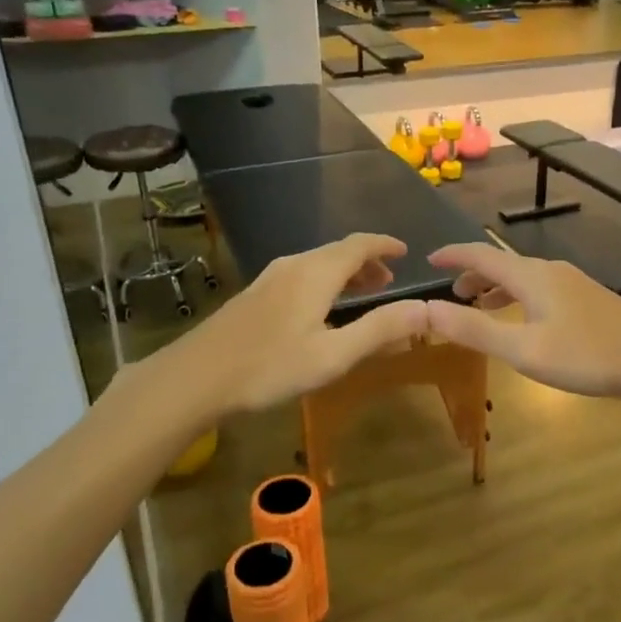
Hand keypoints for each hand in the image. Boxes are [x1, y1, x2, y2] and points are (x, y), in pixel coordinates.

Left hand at [173, 234, 428, 414]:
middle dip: (367, 261)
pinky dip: (324, 281)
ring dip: (345, 272)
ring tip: (362, 294)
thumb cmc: (270, 367)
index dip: (384, 245)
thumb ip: (379, 330)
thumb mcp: (333, 354)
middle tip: (389, 282)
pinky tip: (321, 309)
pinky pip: (301, 275)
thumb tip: (424, 308)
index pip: (359, 244)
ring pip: (317, 263)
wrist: (196, 377)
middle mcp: (293, 265)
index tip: (405, 252)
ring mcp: (269, 278)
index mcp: (316, 273)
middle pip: (337, 251)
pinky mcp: (254, 295)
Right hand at [424, 243, 620, 400]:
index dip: (453, 256)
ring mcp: (573, 283)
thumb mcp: (522, 349)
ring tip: (481, 306)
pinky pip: (541, 288)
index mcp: (530, 276)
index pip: (481, 255)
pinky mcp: (588, 299)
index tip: (429, 260)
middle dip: (474, 275)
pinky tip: (525, 321)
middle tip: (453, 295)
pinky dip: (519, 297)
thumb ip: (474, 330)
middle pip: (503, 264)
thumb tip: (426, 309)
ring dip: (497, 288)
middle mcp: (550, 271)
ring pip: (524, 277)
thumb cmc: (585, 355)